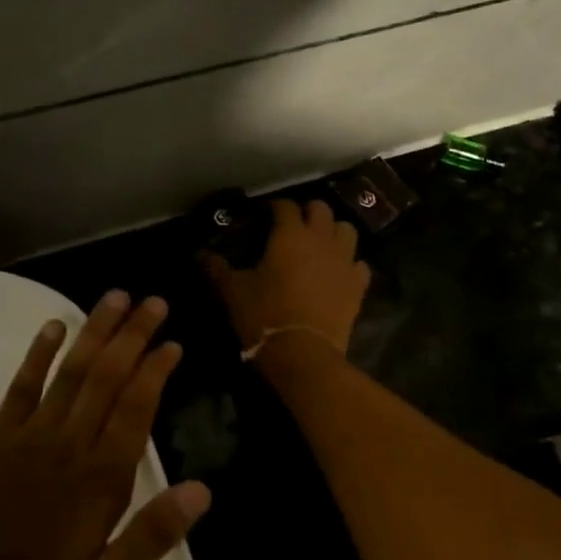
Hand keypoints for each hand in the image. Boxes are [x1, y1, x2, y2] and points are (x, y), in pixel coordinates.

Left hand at [0, 291, 210, 559]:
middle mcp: (69, 445)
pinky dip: (38, 354)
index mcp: (101, 480)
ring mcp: (29, 437)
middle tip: (154, 301)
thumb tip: (203, 490)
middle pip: (108, 377)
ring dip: (95, 331)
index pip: (136, 408)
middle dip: (133, 335)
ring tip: (115, 297)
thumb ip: (152, 537)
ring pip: (71, 371)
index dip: (156, 371)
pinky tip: (53, 327)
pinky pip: (21, 387)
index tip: (173, 342)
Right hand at [201, 198, 371, 355]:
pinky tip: (339, 272)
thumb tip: (201, 254)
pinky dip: (350, 263)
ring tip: (320, 243)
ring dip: (333, 231)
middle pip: (321, 209)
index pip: (285, 206)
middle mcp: (321, 239)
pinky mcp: (358, 285)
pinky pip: (359, 264)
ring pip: (347, 229)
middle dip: (308, 212)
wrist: (304, 353)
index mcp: (290, 235)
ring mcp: (344, 261)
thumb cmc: (264, 315)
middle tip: (294, 225)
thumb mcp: (233, 292)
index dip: (274, 207)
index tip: (264, 214)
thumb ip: (218, 269)